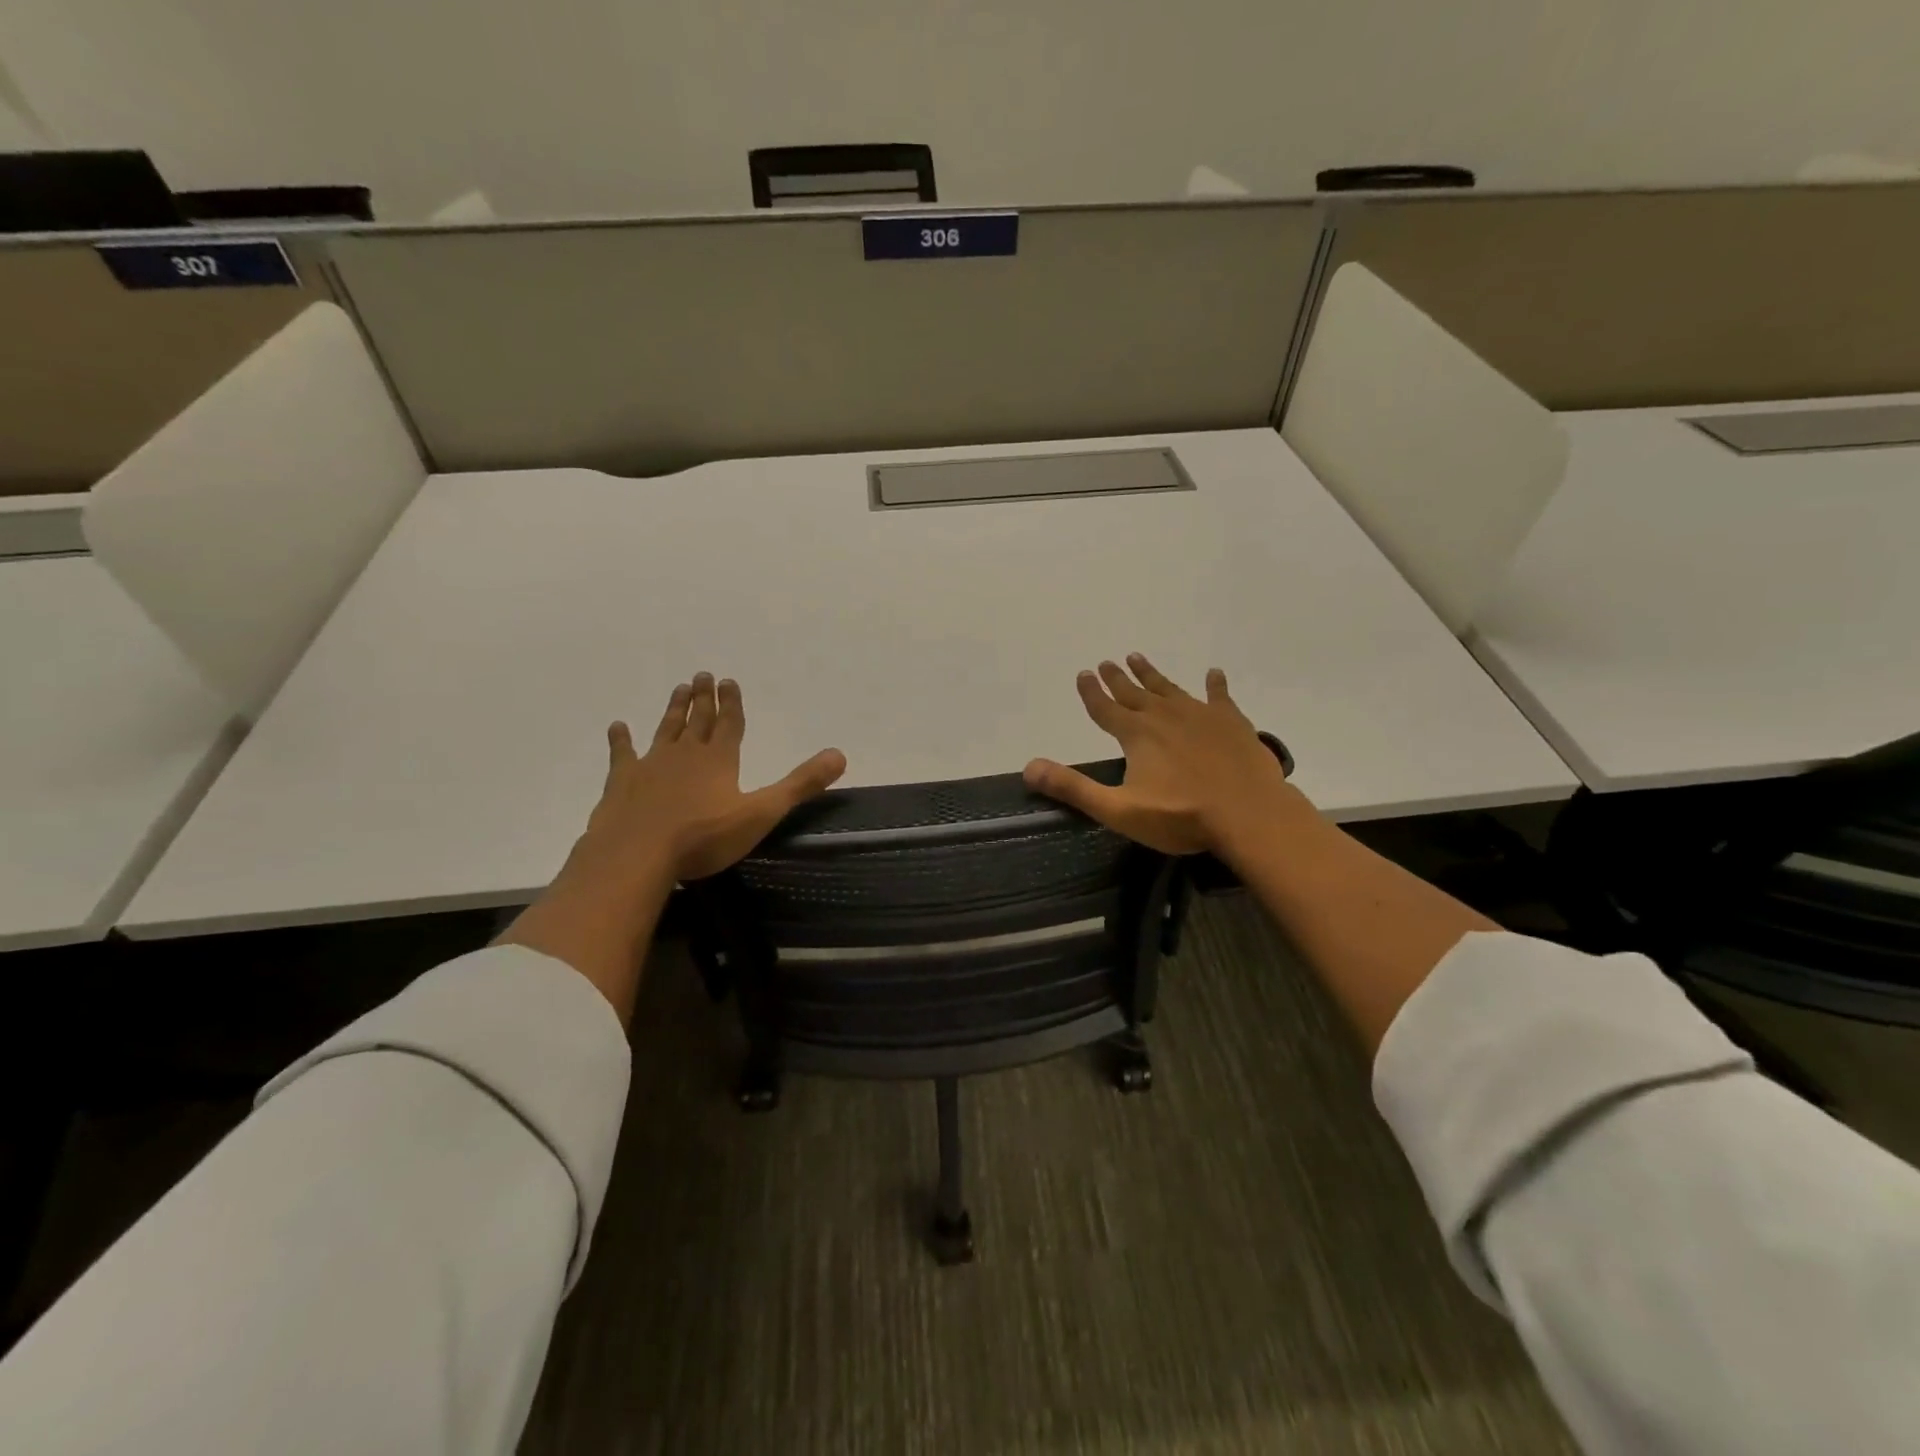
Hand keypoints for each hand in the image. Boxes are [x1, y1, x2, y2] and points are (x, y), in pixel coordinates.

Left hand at [569, 672, 846, 888]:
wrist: (637, 854)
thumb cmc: (704, 837)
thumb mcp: (762, 813)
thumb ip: (800, 784)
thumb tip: (839, 755)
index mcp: (719, 760)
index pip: (730, 724)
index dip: (732, 703)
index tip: (728, 680)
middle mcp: (686, 754)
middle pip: (698, 720)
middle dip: (703, 698)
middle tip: (702, 674)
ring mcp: (650, 765)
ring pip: (666, 730)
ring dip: (674, 710)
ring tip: (679, 689)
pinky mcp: (622, 782)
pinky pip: (622, 754)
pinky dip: (621, 740)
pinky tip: (618, 726)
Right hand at [1023, 654, 1303, 857]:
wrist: (1249, 814)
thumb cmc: (1181, 816)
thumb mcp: (1118, 809)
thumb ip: (1074, 788)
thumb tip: (1030, 768)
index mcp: (1136, 735)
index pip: (1105, 708)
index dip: (1091, 692)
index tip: (1083, 672)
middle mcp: (1164, 716)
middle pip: (1134, 693)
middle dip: (1118, 678)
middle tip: (1107, 661)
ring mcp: (1200, 715)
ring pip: (1169, 688)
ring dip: (1152, 674)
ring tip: (1138, 658)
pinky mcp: (1231, 722)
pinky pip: (1219, 696)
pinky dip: (1214, 684)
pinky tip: (1213, 673)